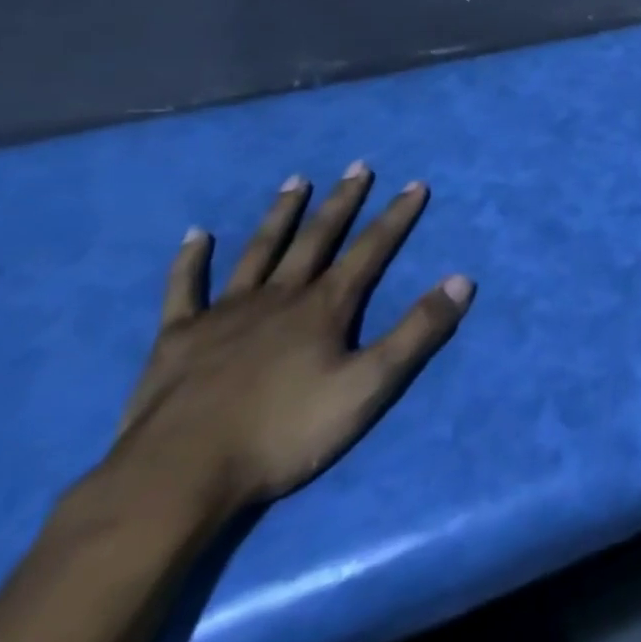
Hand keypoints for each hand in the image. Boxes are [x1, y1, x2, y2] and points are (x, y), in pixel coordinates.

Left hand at [108, 163, 473, 516]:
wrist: (180, 476)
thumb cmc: (284, 433)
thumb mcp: (368, 387)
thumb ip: (417, 333)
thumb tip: (462, 280)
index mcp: (324, 308)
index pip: (370, 250)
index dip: (396, 217)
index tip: (415, 184)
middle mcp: (279, 296)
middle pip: (316, 238)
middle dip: (342, 202)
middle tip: (358, 166)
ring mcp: (225, 313)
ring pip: (259, 251)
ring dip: (280, 214)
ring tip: (297, 180)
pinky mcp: (178, 338)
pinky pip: (184, 289)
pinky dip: (190, 261)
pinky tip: (196, 235)